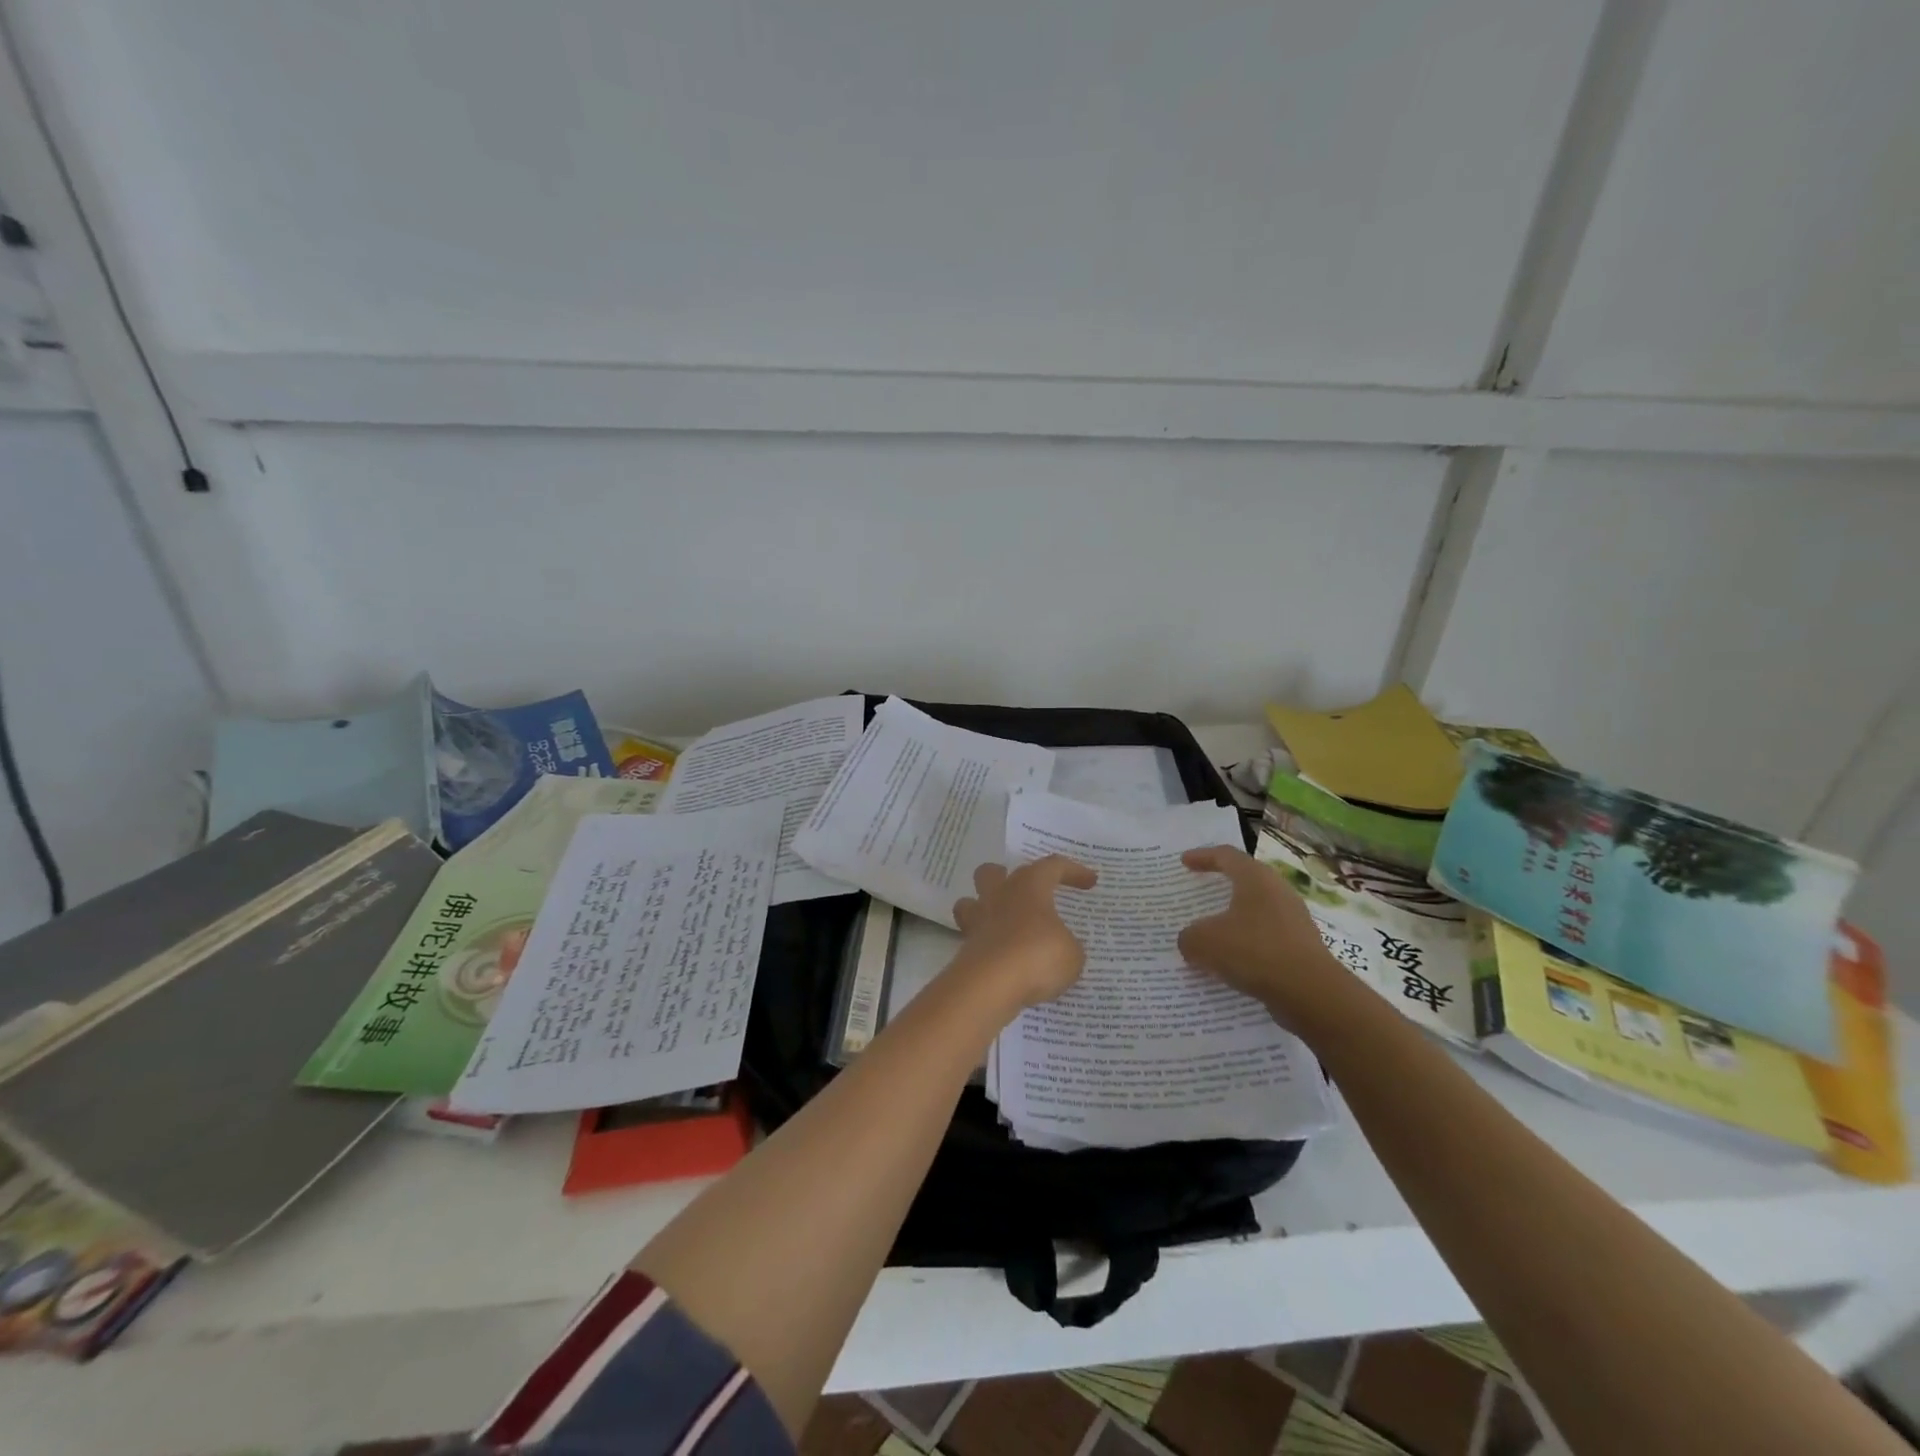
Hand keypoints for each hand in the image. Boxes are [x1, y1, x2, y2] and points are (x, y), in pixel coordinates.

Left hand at [950, 856, 1096, 1011]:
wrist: (991, 985)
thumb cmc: (1037, 956)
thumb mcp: (1071, 954)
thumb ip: (1068, 945)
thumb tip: (1062, 946)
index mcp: (1028, 886)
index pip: (1052, 866)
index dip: (1072, 871)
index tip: (1090, 881)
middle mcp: (998, 896)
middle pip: (992, 872)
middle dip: (1005, 877)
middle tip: (1024, 893)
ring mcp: (977, 921)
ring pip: (971, 902)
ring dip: (985, 909)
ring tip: (1005, 926)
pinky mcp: (965, 949)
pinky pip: (974, 939)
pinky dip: (987, 946)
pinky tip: (1004, 961)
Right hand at [1178, 845, 1359, 1035]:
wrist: (1311, 993)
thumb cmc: (1254, 951)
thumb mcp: (1204, 942)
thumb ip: (1189, 937)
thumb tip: (1191, 941)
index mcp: (1256, 878)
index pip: (1226, 856)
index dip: (1202, 856)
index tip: (1184, 862)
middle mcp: (1278, 892)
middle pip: (1245, 881)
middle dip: (1221, 888)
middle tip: (1200, 894)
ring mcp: (1294, 920)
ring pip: (1256, 913)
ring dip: (1233, 921)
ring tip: (1212, 935)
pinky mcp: (1302, 948)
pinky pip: (1266, 939)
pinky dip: (1247, 946)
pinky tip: (1231, 964)